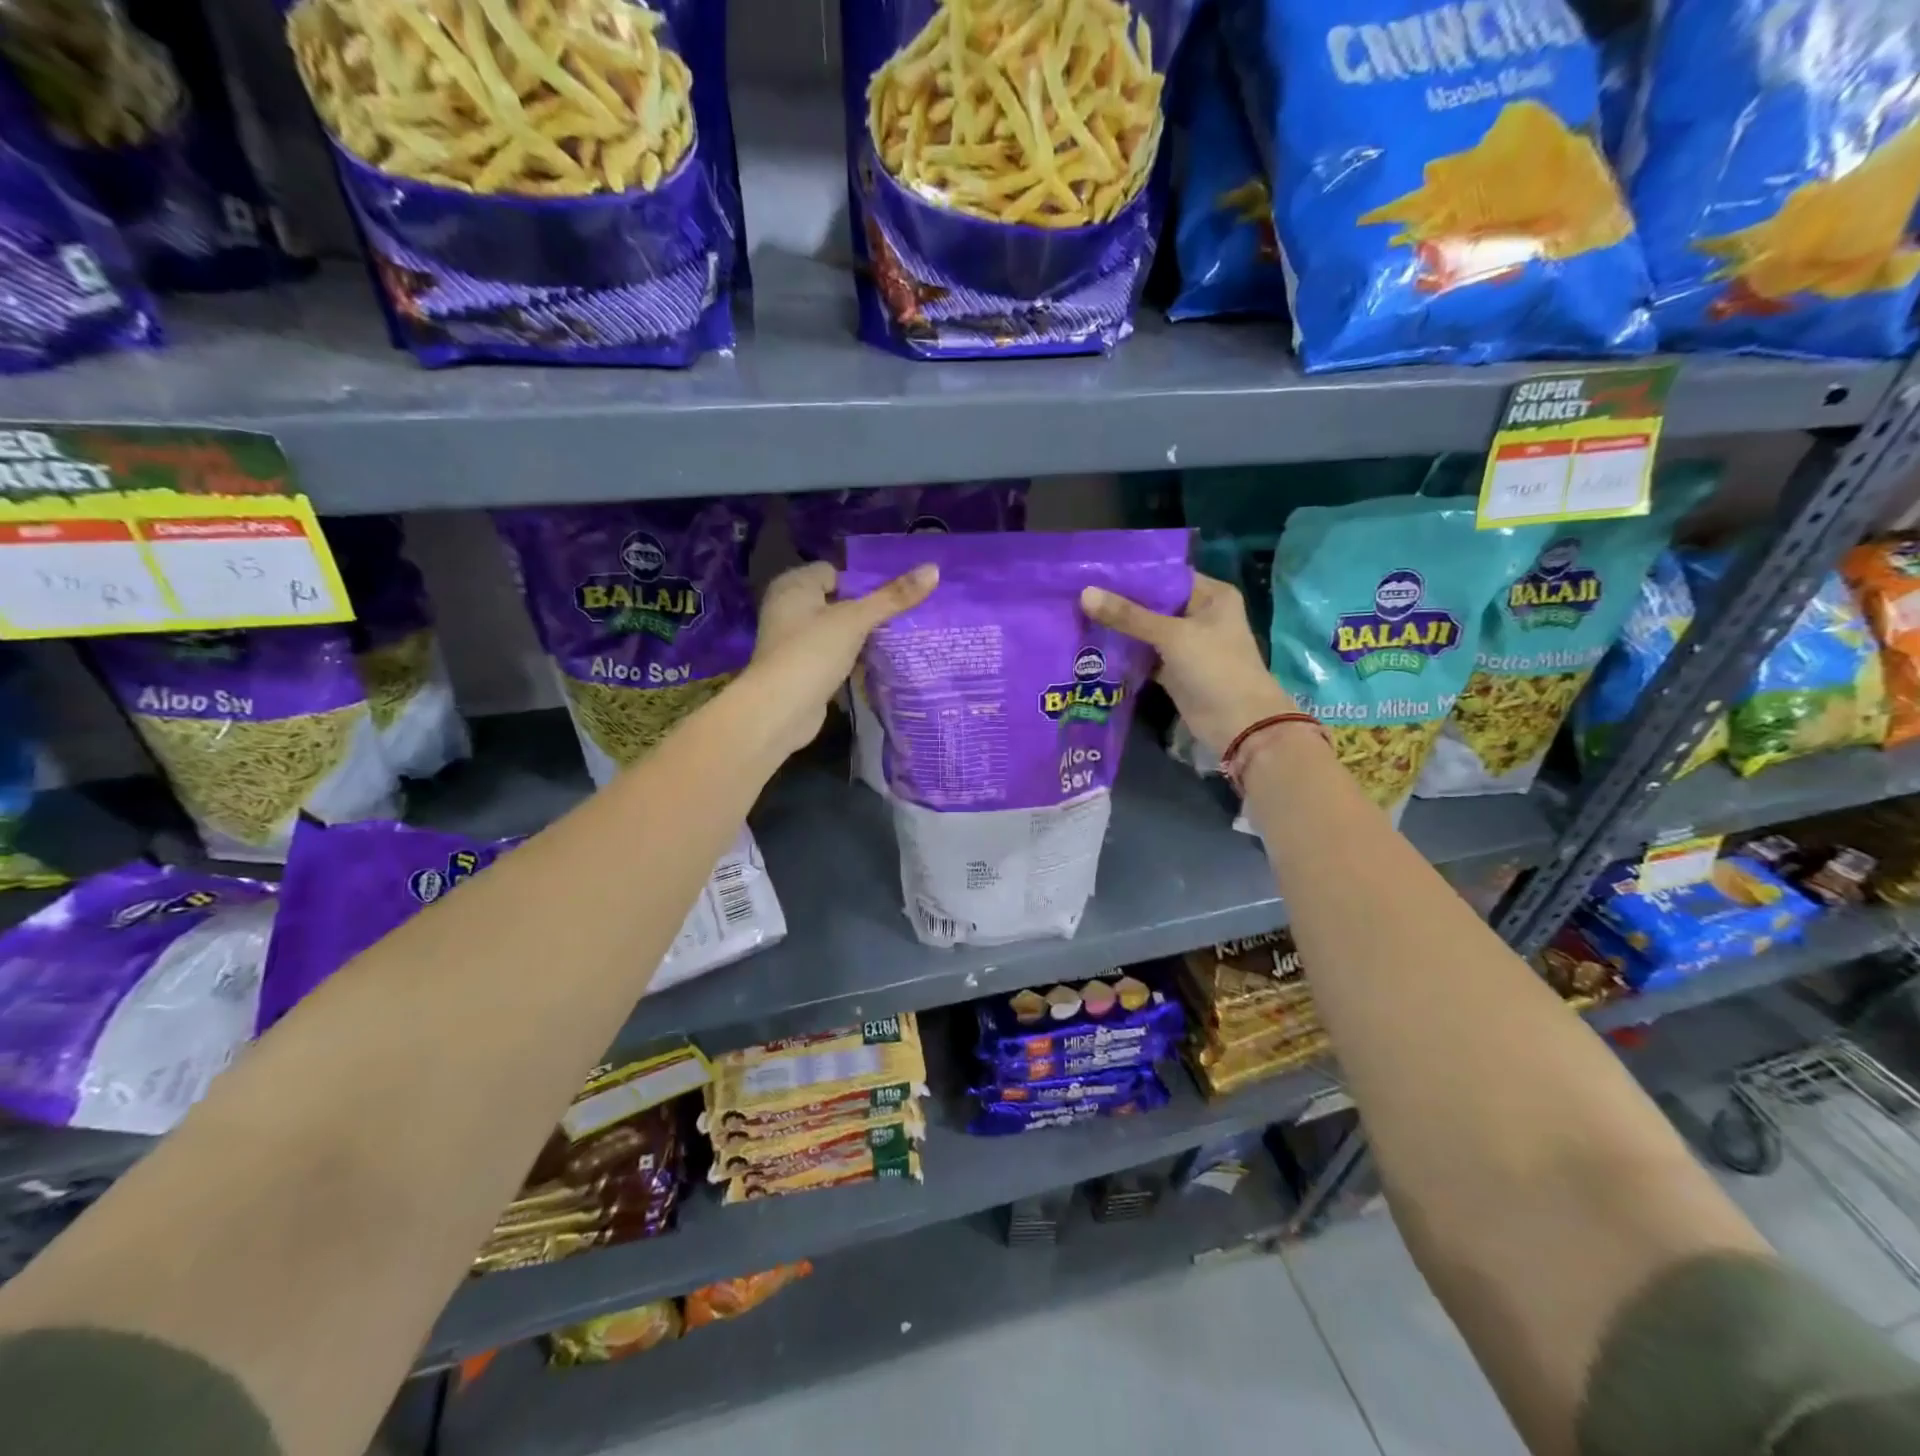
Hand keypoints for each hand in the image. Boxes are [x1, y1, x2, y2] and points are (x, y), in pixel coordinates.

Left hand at [744, 559, 937, 756]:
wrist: (780, 710)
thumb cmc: (813, 652)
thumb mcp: (856, 620)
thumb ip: (893, 597)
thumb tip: (934, 569)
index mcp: (794, 586)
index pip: (834, 572)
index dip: (862, 582)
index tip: (893, 597)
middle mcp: (788, 609)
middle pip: (837, 602)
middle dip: (866, 611)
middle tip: (901, 619)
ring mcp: (793, 642)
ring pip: (836, 632)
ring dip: (860, 639)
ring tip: (896, 641)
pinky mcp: (801, 670)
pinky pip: (833, 657)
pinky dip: (851, 661)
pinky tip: (876, 666)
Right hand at [1081, 573, 1295, 758]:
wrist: (1238, 723)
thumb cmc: (1214, 667)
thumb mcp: (1171, 636)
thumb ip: (1128, 616)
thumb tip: (1085, 593)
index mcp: (1211, 595)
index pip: (1166, 575)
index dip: (1132, 573)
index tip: (1095, 569)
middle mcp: (1199, 615)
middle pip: (1153, 603)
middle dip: (1120, 602)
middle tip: (1079, 592)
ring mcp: (1186, 644)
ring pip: (1146, 630)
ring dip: (1119, 628)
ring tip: (1079, 614)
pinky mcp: (1174, 670)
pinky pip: (1144, 655)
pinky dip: (1125, 653)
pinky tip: (1094, 645)